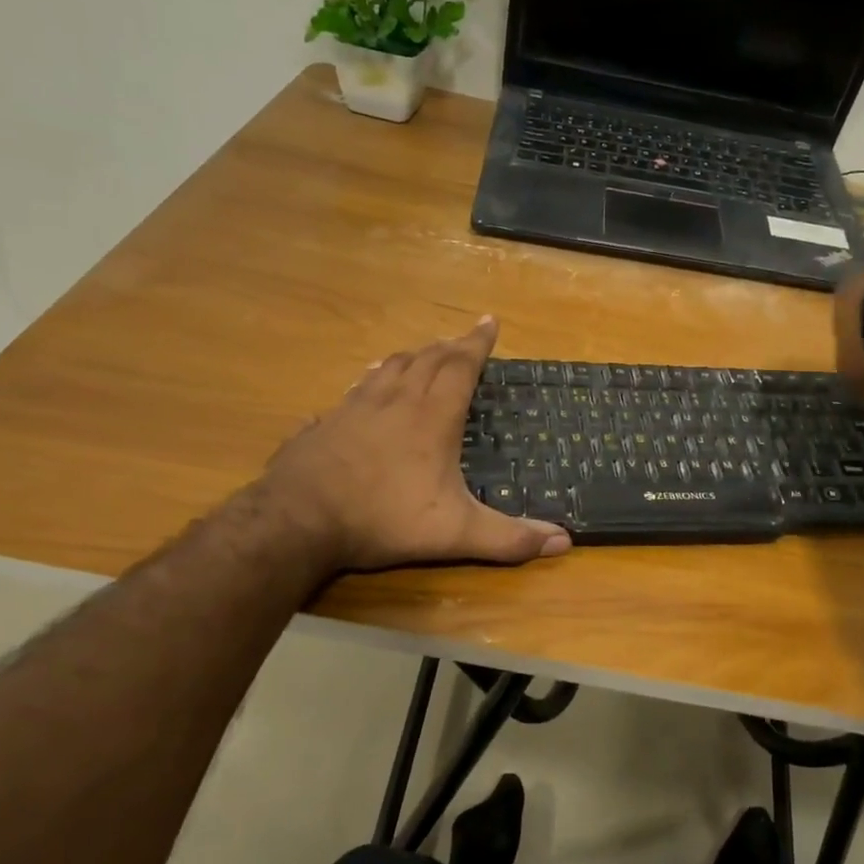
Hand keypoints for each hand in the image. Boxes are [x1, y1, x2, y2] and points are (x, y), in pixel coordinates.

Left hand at [259, 317, 571, 571]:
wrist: (298, 519)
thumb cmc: (383, 518)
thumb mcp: (455, 533)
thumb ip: (508, 537)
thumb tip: (564, 541)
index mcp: (431, 417)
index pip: (461, 366)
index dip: (478, 343)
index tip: (490, 321)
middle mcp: (395, 401)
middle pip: (427, 359)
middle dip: (451, 345)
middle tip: (465, 337)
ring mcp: (355, 408)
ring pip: (389, 367)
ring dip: (413, 356)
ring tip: (423, 353)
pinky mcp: (327, 422)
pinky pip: (356, 388)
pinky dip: (371, 378)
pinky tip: (365, 384)